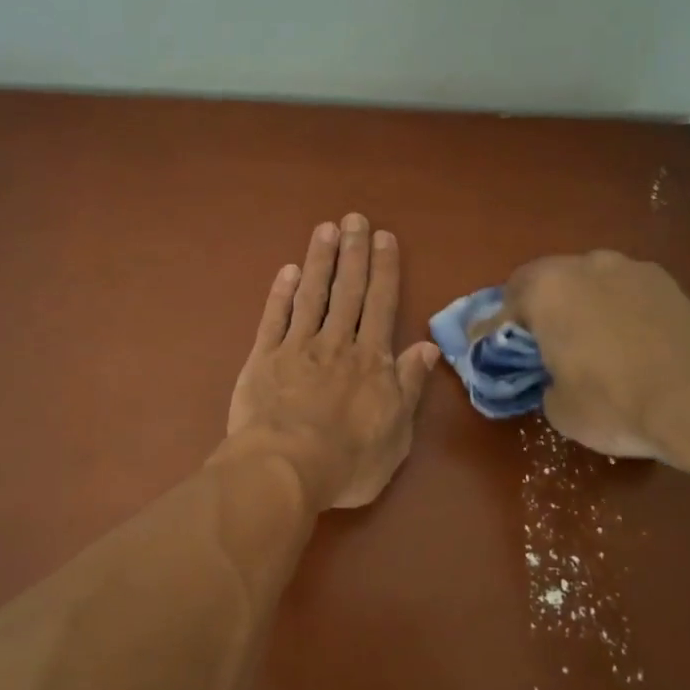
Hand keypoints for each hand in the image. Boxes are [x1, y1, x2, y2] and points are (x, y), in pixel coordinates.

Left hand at [219, 214, 441, 510]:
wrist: (285, 470)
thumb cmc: (349, 461)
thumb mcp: (397, 432)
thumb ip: (409, 385)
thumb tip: (426, 346)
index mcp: (370, 360)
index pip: (381, 304)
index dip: (384, 269)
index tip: (384, 237)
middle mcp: (335, 344)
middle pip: (347, 291)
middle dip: (352, 252)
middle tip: (353, 219)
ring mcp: (296, 348)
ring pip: (311, 295)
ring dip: (319, 261)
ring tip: (324, 230)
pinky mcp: (262, 359)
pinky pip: (274, 318)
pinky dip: (280, 293)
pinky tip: (286, 271)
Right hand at [488, 250, 689, 468]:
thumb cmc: (616, 402)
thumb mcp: (559, 409)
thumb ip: (545, 383)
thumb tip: (556, 378)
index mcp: (547, 289)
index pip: (504, 303)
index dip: (495, 331)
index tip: (490, 352)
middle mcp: (586, 265)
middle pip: (547, 282)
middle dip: (538, 310)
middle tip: (540, 346)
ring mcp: (633, 269)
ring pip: (590, 283)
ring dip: (581, 306)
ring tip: (589, 343)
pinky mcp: (670, 285)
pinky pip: (626, 294)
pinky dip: (617, 312)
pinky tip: (629, 344)